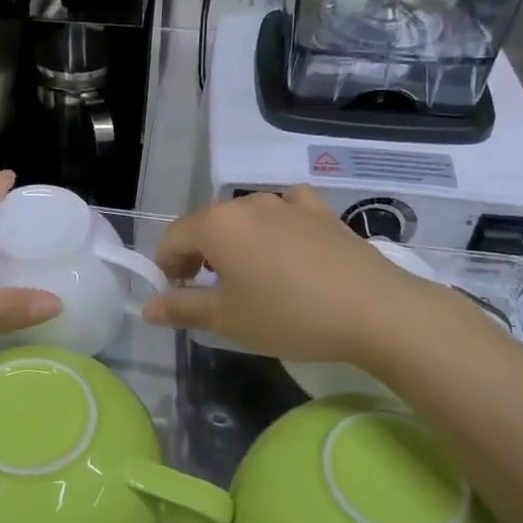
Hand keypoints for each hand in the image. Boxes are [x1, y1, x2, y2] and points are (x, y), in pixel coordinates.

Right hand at [142, 187, 462, 364]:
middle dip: (199, 257)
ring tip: (252, 279)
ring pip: (245, 219)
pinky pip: (285, 211)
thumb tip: (148, 307)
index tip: (178, 297)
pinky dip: (275, 227)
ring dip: (236, 244)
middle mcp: (246, 203)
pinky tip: (287, 247)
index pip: (173, 239)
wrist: (374, 310)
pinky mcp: (321, 210)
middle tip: (210, 294)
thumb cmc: (289, 316)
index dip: (167, 268)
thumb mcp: (227, 320)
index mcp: (216, 225)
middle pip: (207, 226)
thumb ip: (182, 308)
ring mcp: (287, 202)